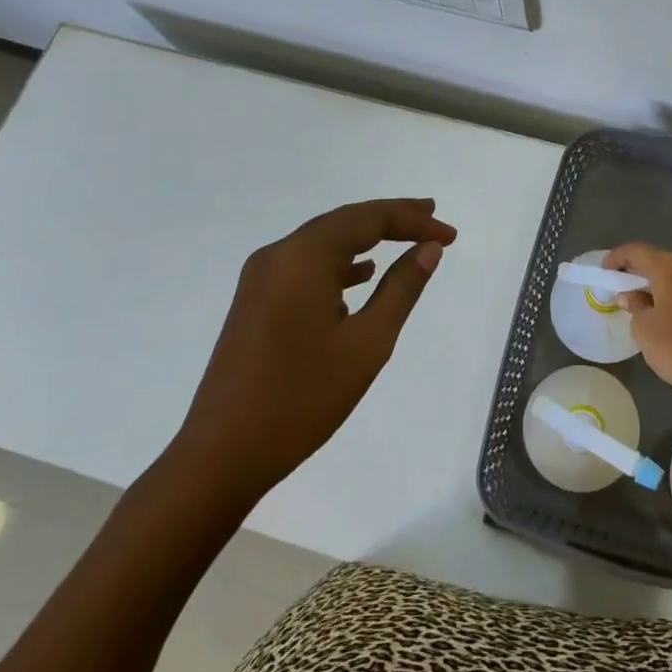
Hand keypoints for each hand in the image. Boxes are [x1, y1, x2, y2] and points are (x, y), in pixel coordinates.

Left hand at [167, 198, 456, 518]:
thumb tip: (428, 248)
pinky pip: (305, 264)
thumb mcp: (367, 343)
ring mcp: (261, 278)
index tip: (450, 234)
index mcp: (304, 256)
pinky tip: (362, 276)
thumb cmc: (302, 398)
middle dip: (391, 218)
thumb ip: (402, 288)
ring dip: (366, 238)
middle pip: (344, 221)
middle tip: (432, 216)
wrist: (221, 455)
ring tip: (406, 238)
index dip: (413, 220)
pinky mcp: (254, 301)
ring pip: (324, 241)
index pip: (368, 219)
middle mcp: (278, 254)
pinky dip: (339, 262)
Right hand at [604, 243, 671, 415]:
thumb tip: (630, 296)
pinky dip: (671, 291)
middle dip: (636, 270)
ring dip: (655, 281)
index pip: (636, 251)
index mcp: (669, 266)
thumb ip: (634, 305)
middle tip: (618, 285)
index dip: (616, 258)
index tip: (603, 271)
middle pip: (657, 259)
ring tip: (638, 298)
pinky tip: (661, 308)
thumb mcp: (643, 328)